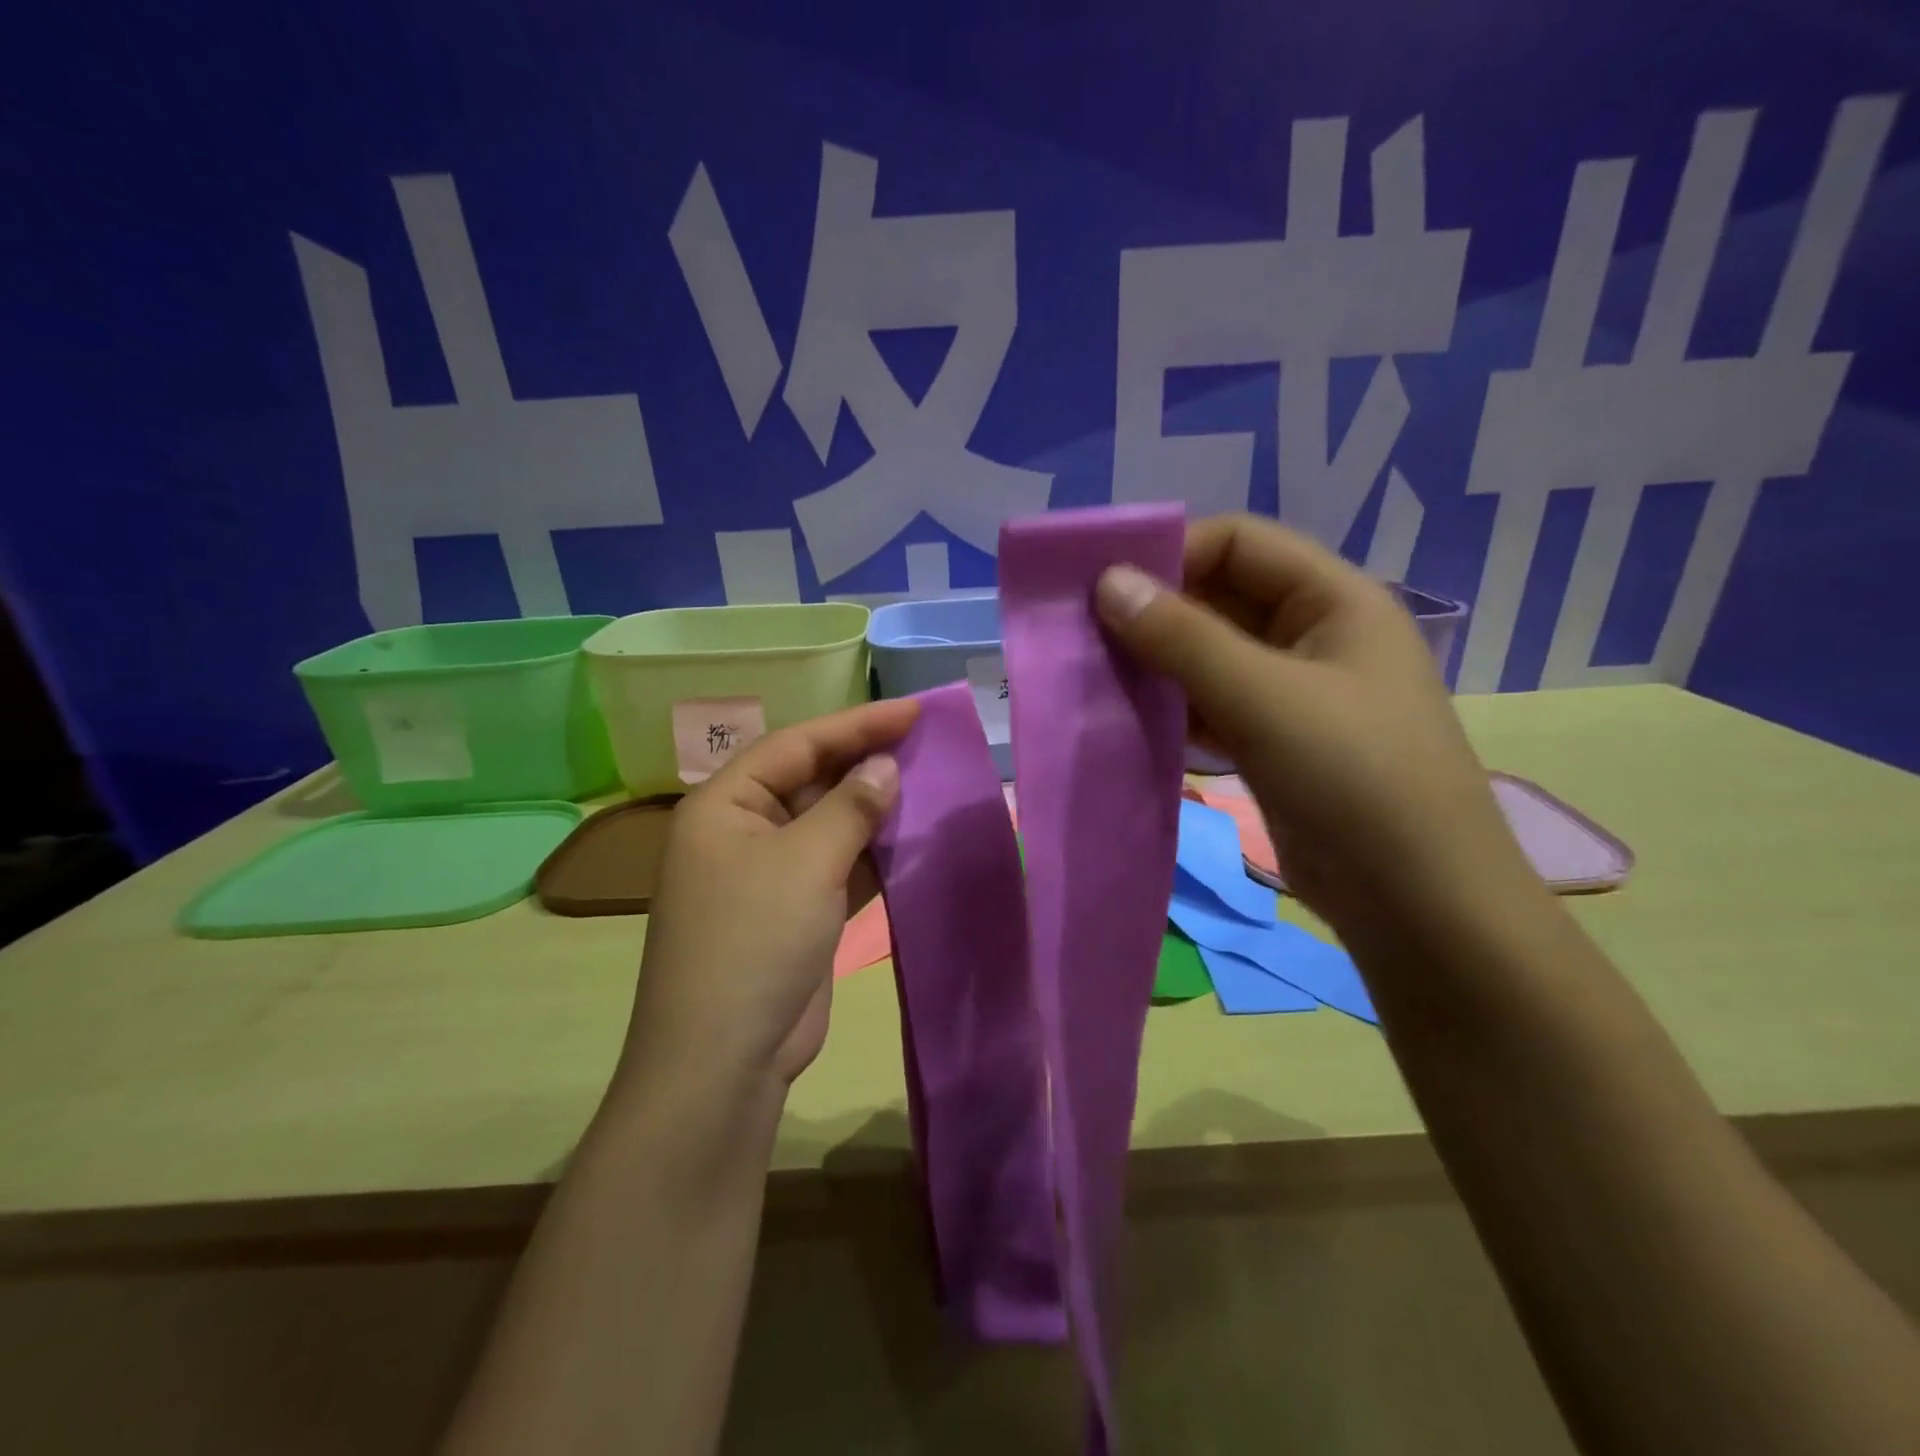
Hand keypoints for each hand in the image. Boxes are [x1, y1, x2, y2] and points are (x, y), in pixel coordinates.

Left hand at [617, 699, 917, 1097]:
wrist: (725, 1060)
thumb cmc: (755, 942)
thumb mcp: (805, 862)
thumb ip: (850, 807)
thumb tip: (886, 765)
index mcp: (725, 805)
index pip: (797, 745)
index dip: (857, 724)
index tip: (914, 710)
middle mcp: (742, 830)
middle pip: (811, 779)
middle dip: (866, 761)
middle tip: (925, 741)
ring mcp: (768, 873)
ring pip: (828, 822)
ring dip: (873, 806)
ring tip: (927, 781)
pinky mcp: (795, 910)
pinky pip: (837, 863)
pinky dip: (871, 850)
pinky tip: (910, 836)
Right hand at [1095, 514, 1537, 942]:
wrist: (1417, 904)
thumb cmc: (1355, 779)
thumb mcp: (1266, 698)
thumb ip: (1183, 637)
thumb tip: (1108, 582)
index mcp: (1334, 601)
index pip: (1240, 543)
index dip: (1172, 553)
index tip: (1102, 585)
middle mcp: (1313, 636)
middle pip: (1221, 599)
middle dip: (1154, 612)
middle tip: (1082, 632)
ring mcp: (1292, 694)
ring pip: (1209, 657)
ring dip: (1156, 663)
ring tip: (1093, 674)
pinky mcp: (1273, 743)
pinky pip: (1211, 706)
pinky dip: (1171, 708)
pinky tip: (1127, 719)